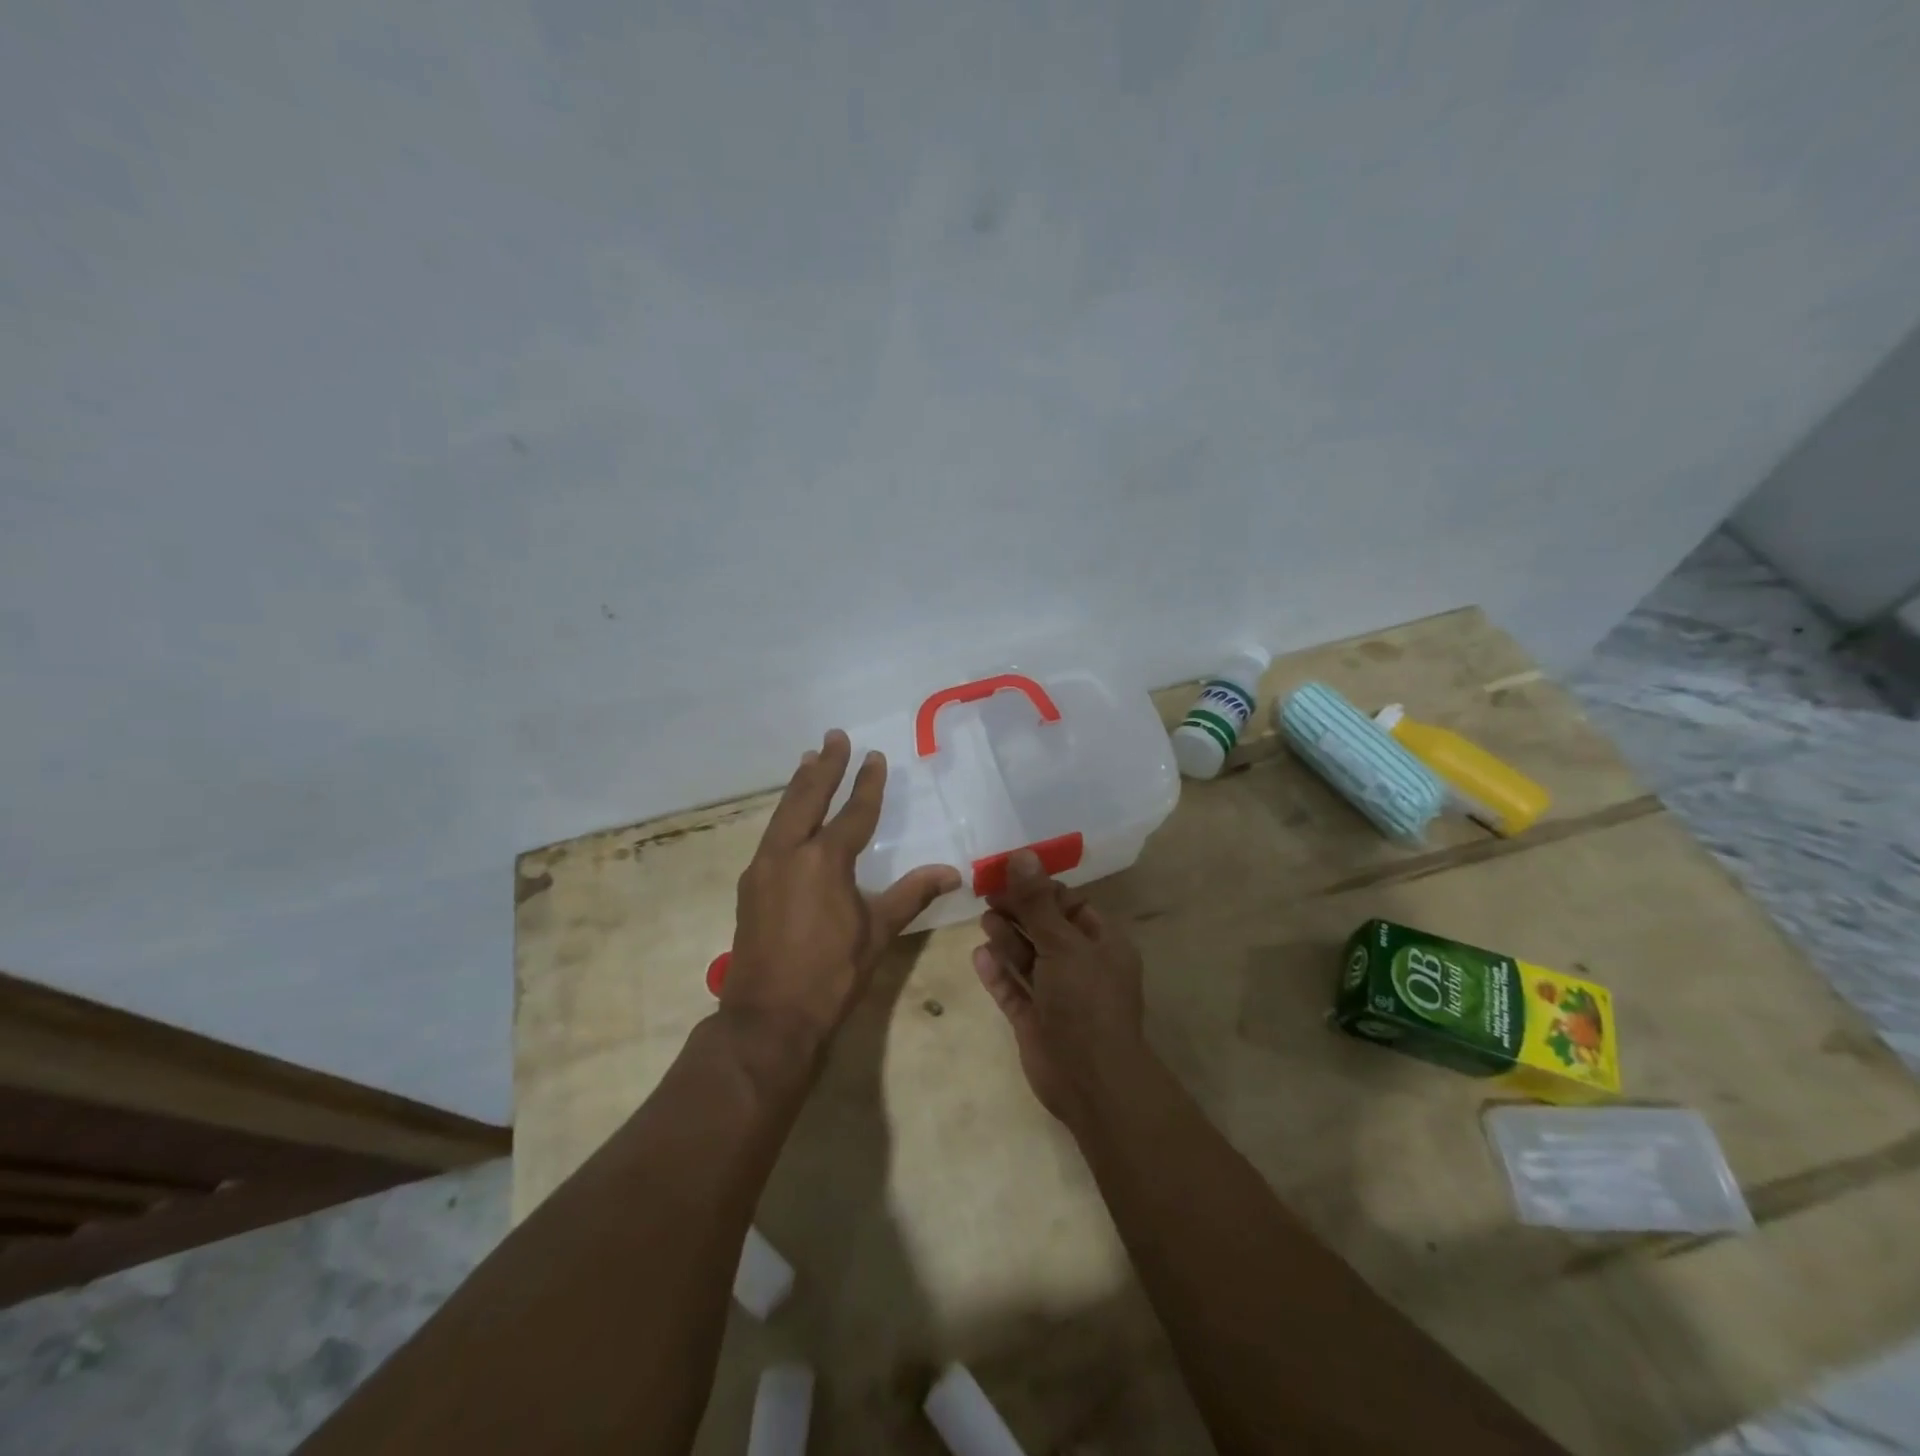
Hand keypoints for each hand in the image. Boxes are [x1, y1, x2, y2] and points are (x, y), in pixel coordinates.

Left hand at [724, 730, 959, 1056]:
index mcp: (825, 860)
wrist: (769, 1019)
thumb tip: (952, 872)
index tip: (874, 757)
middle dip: (824, 765)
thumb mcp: (878, 933)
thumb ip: (912, 895)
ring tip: (807, 759)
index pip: (854, 812)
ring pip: (783, 813)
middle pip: (808, 798)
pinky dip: (784, 815)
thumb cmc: (831, 975)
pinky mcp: (749, 886)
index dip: (867, 784)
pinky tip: (789, 816)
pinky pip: (771, 836)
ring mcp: (763, 868)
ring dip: (798, 784)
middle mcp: (790, 853)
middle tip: (833, 737)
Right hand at [971, 851, 1148, 1129]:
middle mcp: (1082, 966)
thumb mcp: (1062, 943)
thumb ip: (1037, 901)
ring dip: (1007, 939)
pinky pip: (1014, 990)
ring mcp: (1058, 996)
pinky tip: (978, 955)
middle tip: (987, 894)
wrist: (1090, 1080)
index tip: (1009, 874)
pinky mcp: (1036, 1021)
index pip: (1070, 905)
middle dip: (1019, 912)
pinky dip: (998, 973)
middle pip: (1045, 929)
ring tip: (984, 918)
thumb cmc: (1085, 1000)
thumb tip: (1022, 854)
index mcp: (1102, 944)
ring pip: (1028, 959)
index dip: (1041, 889)